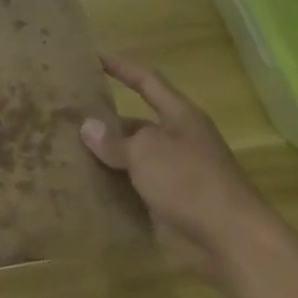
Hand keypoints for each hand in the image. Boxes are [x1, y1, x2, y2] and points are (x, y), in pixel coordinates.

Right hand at [82, 53, 273, 282]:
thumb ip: (115, 140)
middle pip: (136, 123)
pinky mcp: (170, 205)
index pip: (146, 82)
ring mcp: (175, 175)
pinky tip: (85, 188)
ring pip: (133, 159)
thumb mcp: (146, 152)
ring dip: (106, 158)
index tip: (93, 56)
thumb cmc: (189, 181)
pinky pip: (135, 190)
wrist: (231, 241)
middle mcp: (178, 141)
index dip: (121, 68)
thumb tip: (88, 127)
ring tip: (67, 152)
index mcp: (180, 117)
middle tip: (67, 117)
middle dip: (105, 121)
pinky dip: (114, 189)